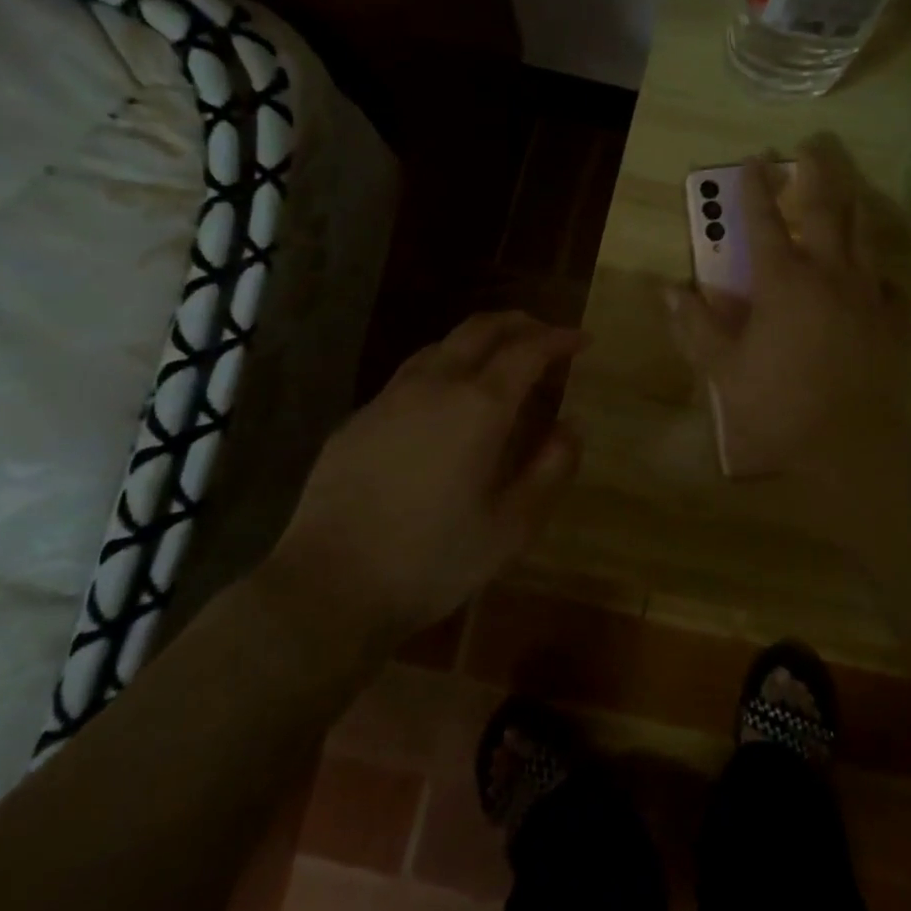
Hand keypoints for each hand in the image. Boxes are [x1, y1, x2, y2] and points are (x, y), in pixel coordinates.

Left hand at [267, 311, 587, 638]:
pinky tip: (444, 404)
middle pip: (482, 328)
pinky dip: (444, 369)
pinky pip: (411, 375)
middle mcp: (435, 384)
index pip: (528, 350)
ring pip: (442, 344)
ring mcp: (390, 397)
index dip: (560, 339)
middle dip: (521, 324)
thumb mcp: (512, 527)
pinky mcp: (359, 418)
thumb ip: (550, 469)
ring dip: (479, 342)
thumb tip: (570, 427)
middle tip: (546, 337)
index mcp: (479, 406)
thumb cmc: (432, 560)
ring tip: (499, 364)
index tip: (582, 342)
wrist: (327, 586)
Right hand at [666, 135, 907, 508]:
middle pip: (825, 211)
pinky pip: (889, 285)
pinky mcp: (893, 321)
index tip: (753, 159)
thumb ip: (696, 326)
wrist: (847, 446)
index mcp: (783, 281)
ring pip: (864, 237)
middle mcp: (828, 275)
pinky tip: (876, 277)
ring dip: (854, 207)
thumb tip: (669, 290)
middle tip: (813, 146)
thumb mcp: (723, 369)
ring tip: (850, 191)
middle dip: (817, 174)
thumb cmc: (777, 405)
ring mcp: (867, 295)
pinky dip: (879, 274)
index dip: (755, 188)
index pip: (764, 222)